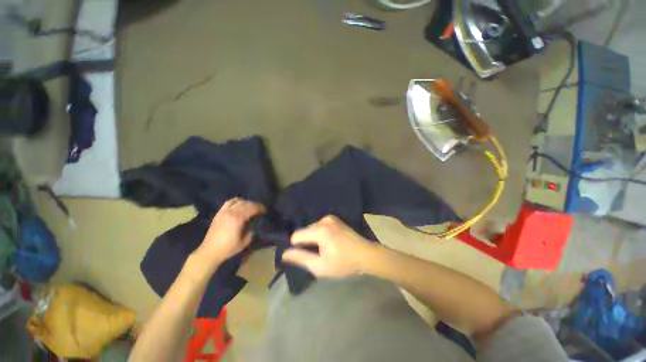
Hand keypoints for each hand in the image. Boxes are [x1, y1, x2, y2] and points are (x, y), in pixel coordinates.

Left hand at [196, 198, 264, 264]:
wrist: (209, 252)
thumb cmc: (228, 248)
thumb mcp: (244, 242)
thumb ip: (252, 231)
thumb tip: (256, 225)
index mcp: (238, 219)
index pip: (252, 208)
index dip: (260, 208)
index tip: (265, 211)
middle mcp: (231, 212)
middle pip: (246, 203)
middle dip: (255, 205)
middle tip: (260, 209)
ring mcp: (224, 211)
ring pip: (238, 201)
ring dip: (246, 202)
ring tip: (250, 207)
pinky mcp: (219, 213)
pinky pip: (229, 202)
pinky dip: (236, 201)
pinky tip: (239, 204)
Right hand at [282, 215, 376, 277]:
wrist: (366, 254)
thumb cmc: (344, 263)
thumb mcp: (320, 266)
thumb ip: (301, 258)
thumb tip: (284, 253)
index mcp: (320, 230)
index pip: (296, 236)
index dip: (297, 247)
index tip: (307, 256)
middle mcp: (323, 220)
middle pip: (304, 231)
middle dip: (307, 242)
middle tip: (319, 254)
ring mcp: (330, 217)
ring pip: (312, 228)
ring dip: (314, 238)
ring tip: (326, 248)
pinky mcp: (335, 218)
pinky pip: (320, 226)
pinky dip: (320, 233)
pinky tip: (330, 242)